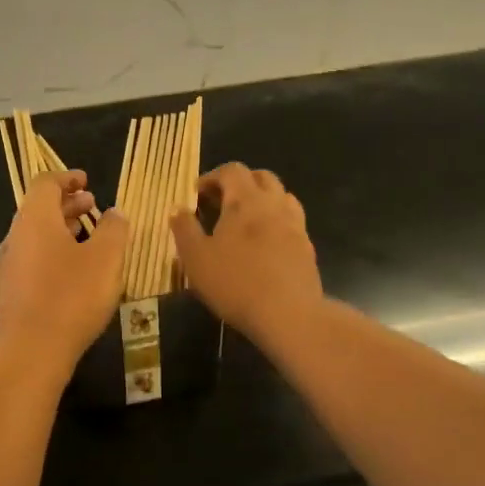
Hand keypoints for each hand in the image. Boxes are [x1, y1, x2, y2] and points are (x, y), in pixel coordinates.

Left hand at [0, 171, 130, 369]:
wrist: (32, 349)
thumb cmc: (72, 295)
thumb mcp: (105, 258)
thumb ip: (114, 229)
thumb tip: (115, 213)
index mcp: (35, 219)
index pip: (45, 183)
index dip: (67, 178)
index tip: (87, 181)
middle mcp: (16, 236)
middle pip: (39, 208)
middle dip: (67, 203)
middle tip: (94, 206)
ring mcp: (10, 264)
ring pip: (36, 234)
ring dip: (61, 228)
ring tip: (88, 235)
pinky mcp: (11, 289)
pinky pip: (33, 257)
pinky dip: (53, 251)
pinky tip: (74, 270)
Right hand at [170, 163, 321, 343]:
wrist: (289, 314)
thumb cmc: (235, 282)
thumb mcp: (195, 257)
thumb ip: (184, 229)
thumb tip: (177, 208)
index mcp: (246, 200)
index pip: (232, 170)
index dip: (212, 177)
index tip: (197, 194)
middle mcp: (274, 204)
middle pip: (261, 177)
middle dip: (240, 183)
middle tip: (221, 203)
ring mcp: (296, 225)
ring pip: (281, 197)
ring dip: (262, 200)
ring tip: (245, 221)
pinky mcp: (307, 248)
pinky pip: (291, 222)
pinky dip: (276, 222)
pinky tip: (264, 245)